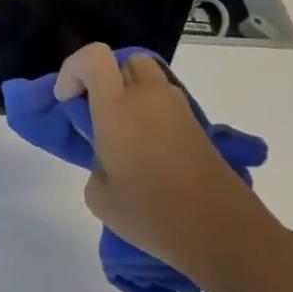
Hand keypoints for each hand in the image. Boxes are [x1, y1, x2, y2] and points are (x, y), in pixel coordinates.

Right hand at [55, 44, 273, 287]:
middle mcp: (147, 98)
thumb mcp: (100, 197)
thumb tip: (108, 159)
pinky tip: (151, 151)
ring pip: (149, 79)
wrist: (225, 234)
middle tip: (99, 111)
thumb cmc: (153, 214)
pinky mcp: (199, 128)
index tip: (67, 101)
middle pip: (125, 61)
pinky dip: (153, 114)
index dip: (73, 70)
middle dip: (106, 77)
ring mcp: (178, 110)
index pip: (93, 57)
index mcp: (117, 108)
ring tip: (126, 134)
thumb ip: (95, 163)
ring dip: (132, 94)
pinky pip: (167, 104)